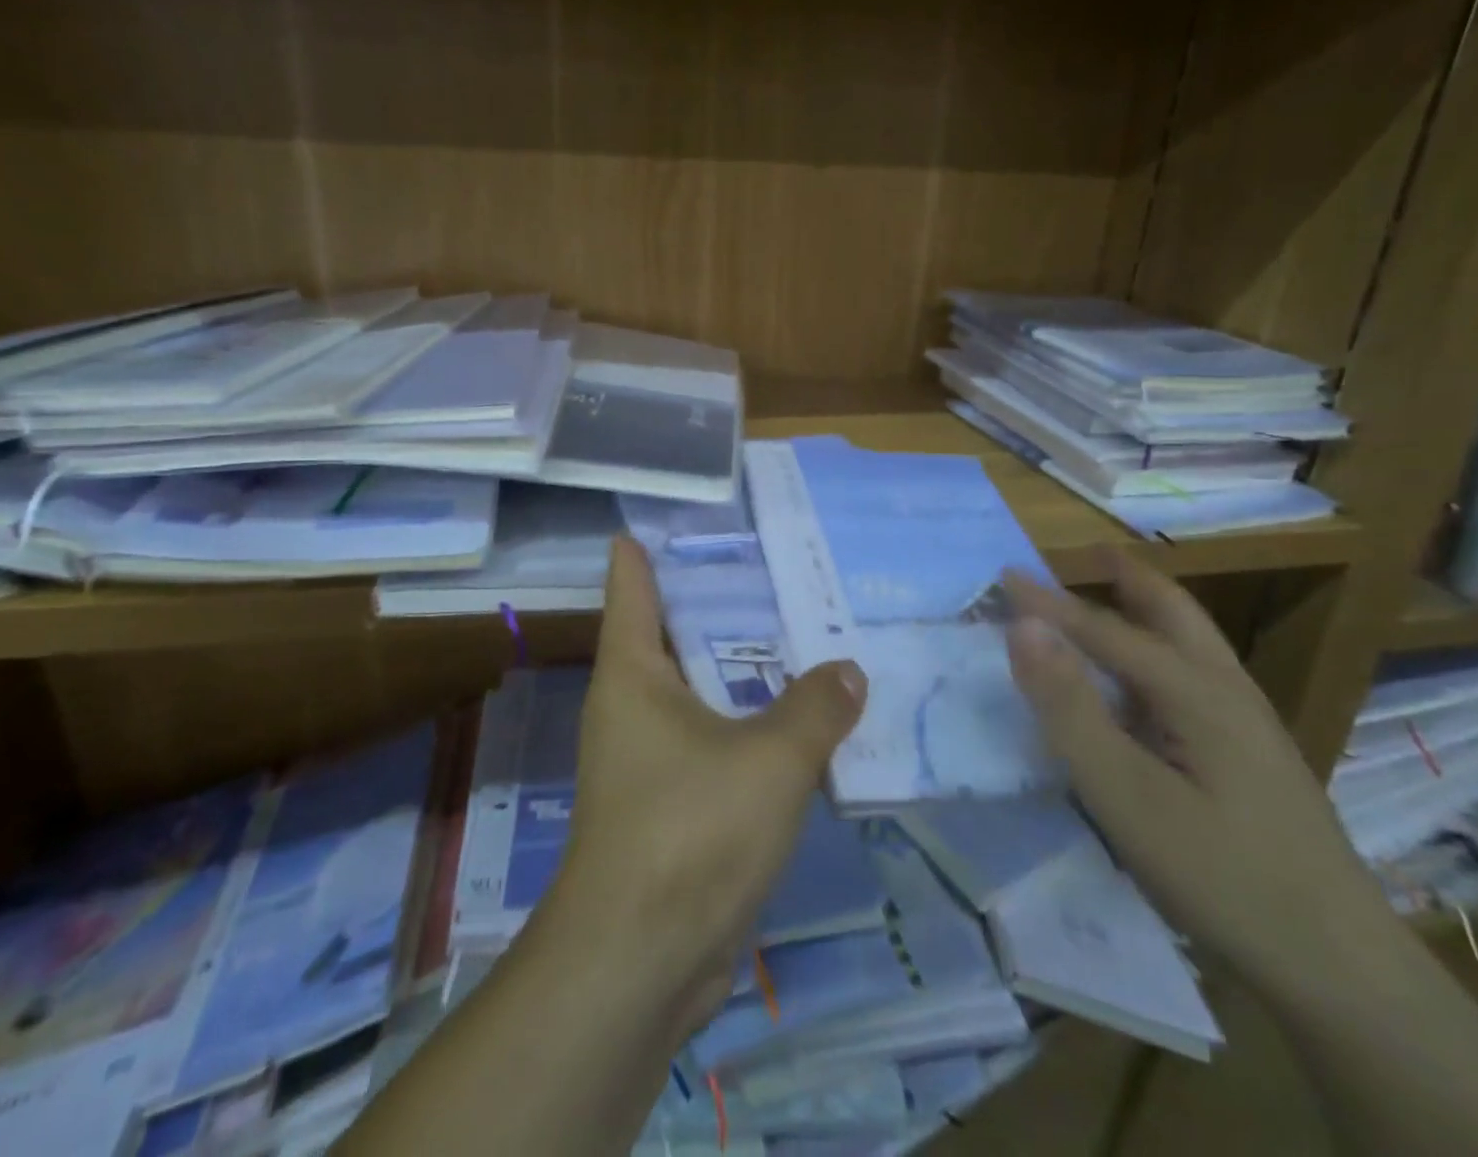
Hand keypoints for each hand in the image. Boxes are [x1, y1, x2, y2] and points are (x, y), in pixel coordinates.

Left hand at [541, 537, 866, 1033]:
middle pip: (671, 632)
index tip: (680, 516)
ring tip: (796, 633)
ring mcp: (645, 758)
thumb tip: (847, 670)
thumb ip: (816, 707)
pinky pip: (710, 739)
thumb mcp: (771, 758)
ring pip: (696, 689)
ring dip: (738, 668)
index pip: (632, 584)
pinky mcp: (667, 803)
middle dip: (717, 601)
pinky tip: (793, 719)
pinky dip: (745, 722)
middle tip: (773, 565)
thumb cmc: (691, 831)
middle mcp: (629, 705)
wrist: (639, 961)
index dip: (647, 548)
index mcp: (633, 673)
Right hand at [1003, 554, 1396, 1005]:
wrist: (1341, 967)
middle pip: (1173, 613)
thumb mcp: (1125, 794)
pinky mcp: (1254, 755)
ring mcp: (1249, 723)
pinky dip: (1158, 649)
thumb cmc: (1220, 874)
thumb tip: (1024, 628)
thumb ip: (1070, 707)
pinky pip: (1195, 675)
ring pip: (1191, 642)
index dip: (1050, 602)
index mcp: (1196, 691)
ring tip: (1111, 597)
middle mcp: (1227, 691)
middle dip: (1126, 579)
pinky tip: (1144, 683)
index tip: (1005, 574)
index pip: (1106, 629)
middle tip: (1085, 556)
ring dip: (1146, 610)